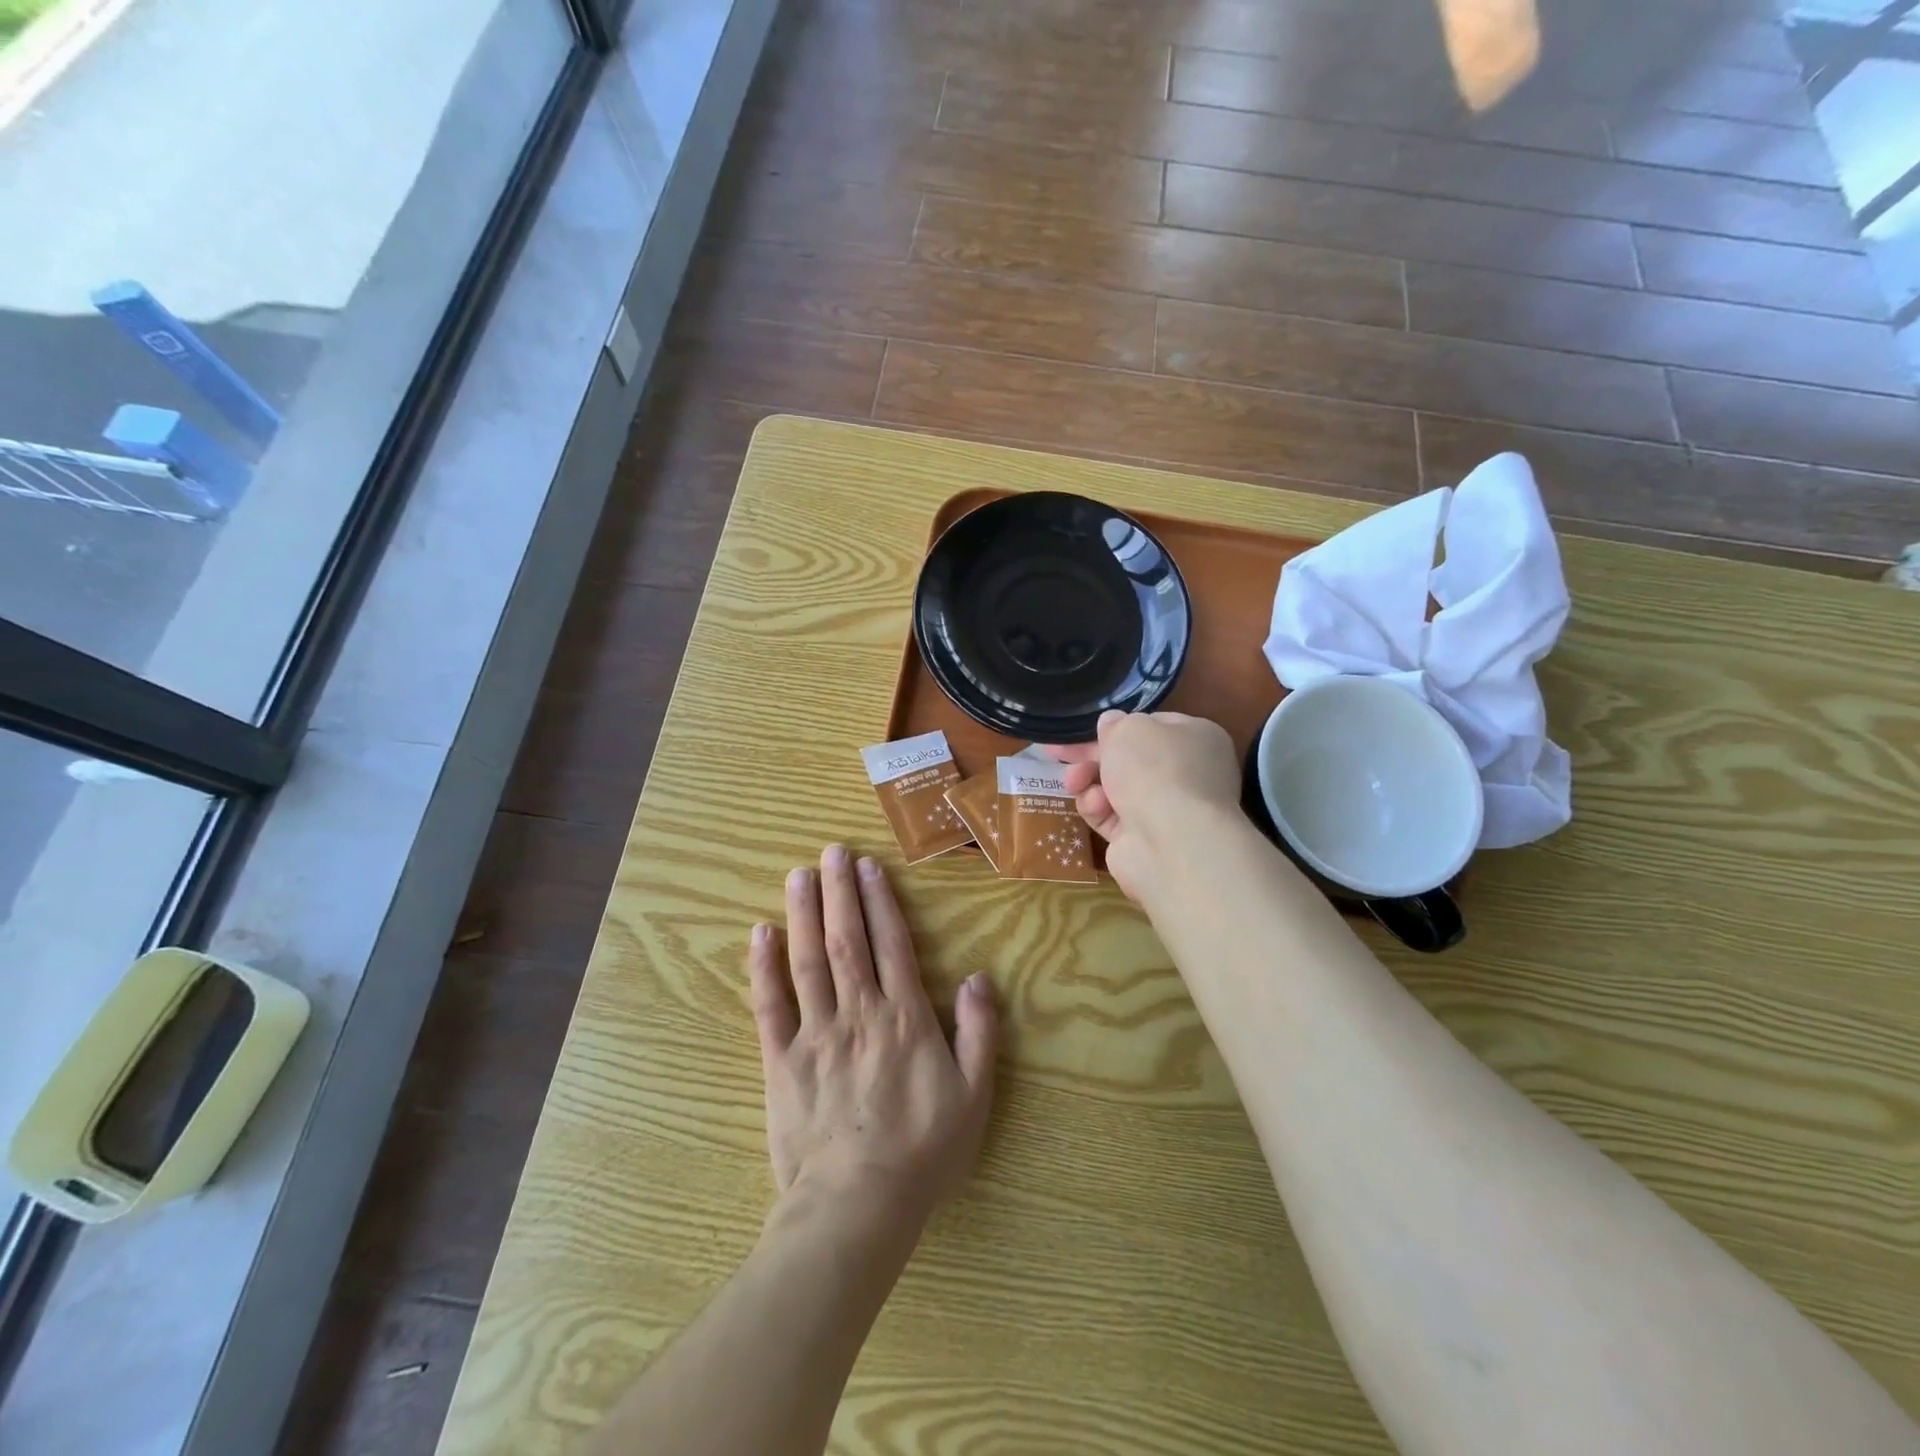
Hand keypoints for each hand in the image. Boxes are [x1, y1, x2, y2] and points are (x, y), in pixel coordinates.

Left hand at [750, 845, 997, 1231]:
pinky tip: (760, 934)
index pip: (891, 945)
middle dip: (839, 892)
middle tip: (831, 852)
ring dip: (803, 914)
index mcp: (904, 1018)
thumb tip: (979, 978)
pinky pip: (770, 1005)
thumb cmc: (922, 1152)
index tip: (868, 867)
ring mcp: (815, 1033)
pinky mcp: (781, 1060)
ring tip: (799, 875)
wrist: (858, 1206)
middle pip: (846, 940)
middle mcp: (858, 1012)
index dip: (880, 902)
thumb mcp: (973, 1096)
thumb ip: (979, 1033)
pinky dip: (763, 967)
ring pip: (808, 961)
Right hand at [1048, 710, 1240, 903]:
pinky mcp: (1143, 840)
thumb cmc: (1156, 769)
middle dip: (1091, 756)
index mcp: (1195, 738)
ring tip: (1074, 781)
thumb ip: (1116, 723)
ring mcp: (1166, 809)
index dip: (1118, 726)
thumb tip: (1112, 724)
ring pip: (1114, 788)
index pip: (1153, 726)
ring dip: (1089, 780)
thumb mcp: (1129, 728)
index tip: (1087, 729)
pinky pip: (1111, 816)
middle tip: (1058, 752)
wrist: (1172, 841)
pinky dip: (1097, 808)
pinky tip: (1095, 806)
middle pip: (1129, 759)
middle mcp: (1186, 773)